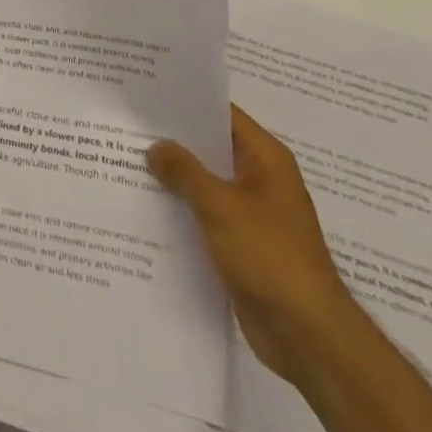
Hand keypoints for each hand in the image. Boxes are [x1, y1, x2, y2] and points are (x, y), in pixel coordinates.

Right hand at [147, 106, 367, 387]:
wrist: (308, 338)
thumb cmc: (271, 258)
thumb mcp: (222, 207)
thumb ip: (185, 172)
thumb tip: (156, 146)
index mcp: (266, 160)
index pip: (222, 114)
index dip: (187, 102)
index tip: (147, 93)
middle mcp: (259, 179)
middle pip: (210, 148)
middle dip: (172, 140)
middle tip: (126, 124)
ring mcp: (250, 213)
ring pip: (204, 183)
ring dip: (173, 177)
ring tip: (123, 159)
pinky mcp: (240, 244)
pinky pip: (204, 215)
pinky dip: (180, 209)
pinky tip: (143, 205)